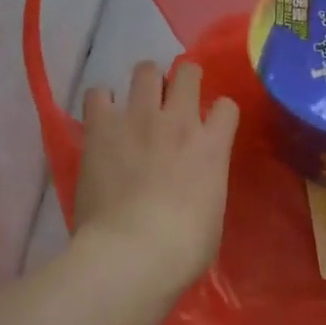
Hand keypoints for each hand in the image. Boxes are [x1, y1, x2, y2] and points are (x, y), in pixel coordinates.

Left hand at [73, 60, 239, 293]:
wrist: (132, 253)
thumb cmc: (182, 248)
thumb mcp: (212, 214)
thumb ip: (207, 183)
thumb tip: (195, 181)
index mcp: (212, 146)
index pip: (226, 106)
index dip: (218, 112)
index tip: (210, 124)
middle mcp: (179, 121)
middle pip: (187, 72)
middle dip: (183, 78)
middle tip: (173, 98)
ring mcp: (139, 119)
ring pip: (146, 70)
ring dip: (144, 82)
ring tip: (137, 101)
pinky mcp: (102, 128)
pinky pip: (99, 93)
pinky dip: (102, 101)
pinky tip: (102, 118)